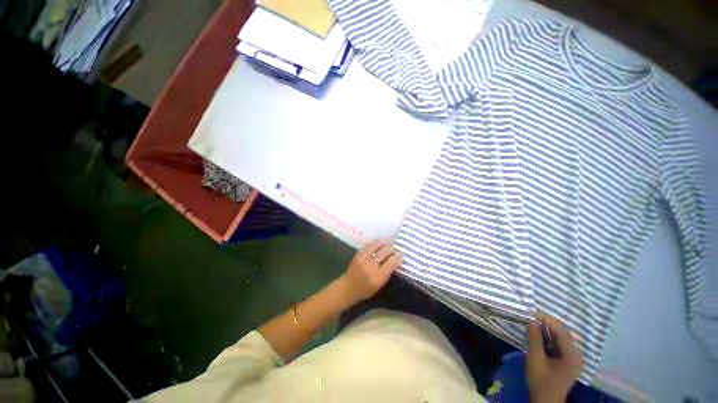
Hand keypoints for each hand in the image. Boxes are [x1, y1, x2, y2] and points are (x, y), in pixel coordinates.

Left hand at [338, 240, 400, 306]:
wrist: (348, 287)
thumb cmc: (366, 290)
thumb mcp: (380, 284)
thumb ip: (388, 272)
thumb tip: (396, 259)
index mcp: (378, 277)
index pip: (392, 261)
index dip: (398, 257)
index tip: (400, 256)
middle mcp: (371, 265)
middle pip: (386, 250)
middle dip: (392, 249)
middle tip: (394, 250)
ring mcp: (364, 257)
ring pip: (378, 244)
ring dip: (385, 243)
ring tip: (388, 244)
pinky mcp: (358, 253)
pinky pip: (370, 244)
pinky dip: (376, 243)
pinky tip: (379, 244)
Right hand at [526, 314, 583, 402]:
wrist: (545, 400)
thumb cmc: (541, 381)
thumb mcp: (535, 360)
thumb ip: (534, 339)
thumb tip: (532, 320)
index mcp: (572, 356)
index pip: (562, 332)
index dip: (547, 320)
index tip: (532, 312)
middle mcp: (576, 354)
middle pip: (563, 333)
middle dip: (547, 324)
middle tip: (531, 317)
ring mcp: (573, 357)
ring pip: (561, 337)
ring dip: (547, 329)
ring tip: (532, 324)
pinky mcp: (567, 359)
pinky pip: (559, 342)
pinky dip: (549, 336)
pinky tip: (538, 335)